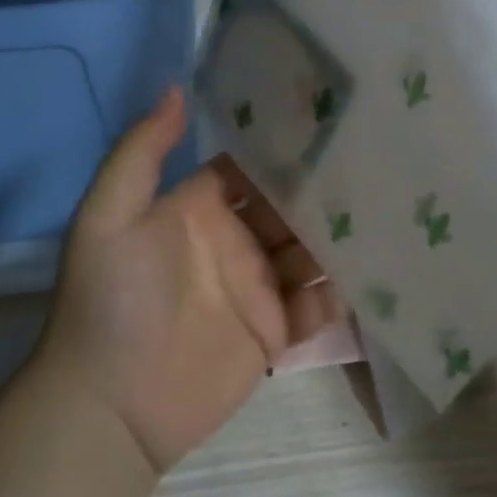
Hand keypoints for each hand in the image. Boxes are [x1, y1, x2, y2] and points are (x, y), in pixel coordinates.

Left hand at [35, 88, 345, 475]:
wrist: (111, 407)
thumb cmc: (110, 303)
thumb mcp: (107, 216)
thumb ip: (141, 153)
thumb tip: (176, 88)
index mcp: (201, 209)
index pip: (252, 167)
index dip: (284, 147)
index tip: (329, 119)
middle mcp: (236, 241)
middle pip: (291, 206)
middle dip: (325, 190)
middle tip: (376, 164)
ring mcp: (260, 288)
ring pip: (312, 252)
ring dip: (341, 237)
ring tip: (389, 212)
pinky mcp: (276, 332)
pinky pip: (318, 305)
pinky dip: (341, 292)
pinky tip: (372, 273)